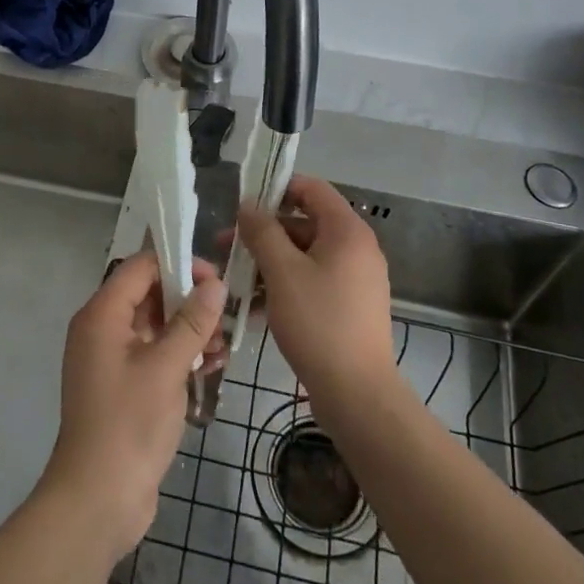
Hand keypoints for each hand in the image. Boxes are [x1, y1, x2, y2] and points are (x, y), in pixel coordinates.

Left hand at [40, 249, 224, 557]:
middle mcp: (102, 329)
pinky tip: (210, 367)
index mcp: (101, 315)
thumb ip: (192, 322)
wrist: (97, 501)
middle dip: (188, 300)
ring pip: (155, 326)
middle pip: (148, 294)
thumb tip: (215, 283)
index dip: (178, 264)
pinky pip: (153, 354)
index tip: (214, 279)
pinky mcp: (122, 386)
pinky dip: (179, 355)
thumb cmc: (129, 425)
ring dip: (188, 330)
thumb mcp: (166, 368)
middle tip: (225, 314)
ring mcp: (110, 360)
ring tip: (222, 346)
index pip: (140, 267)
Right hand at [236, 174, 400, 431]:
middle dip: (263, 233)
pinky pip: (312, 281)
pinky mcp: (348, 306)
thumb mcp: (282, 272)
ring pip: (304, 256)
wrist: (357, 394)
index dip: (276, 189)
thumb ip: (263, 232)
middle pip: (304, 224)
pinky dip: (284, 286)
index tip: (242, 205)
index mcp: (347, 231)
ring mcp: (354, 279)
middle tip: (225, 247)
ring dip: (268, 263)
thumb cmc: (319, 322)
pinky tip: (251, 307)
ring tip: (232, 280)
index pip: (311, 189)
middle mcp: (356, 248)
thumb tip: (248, 205)